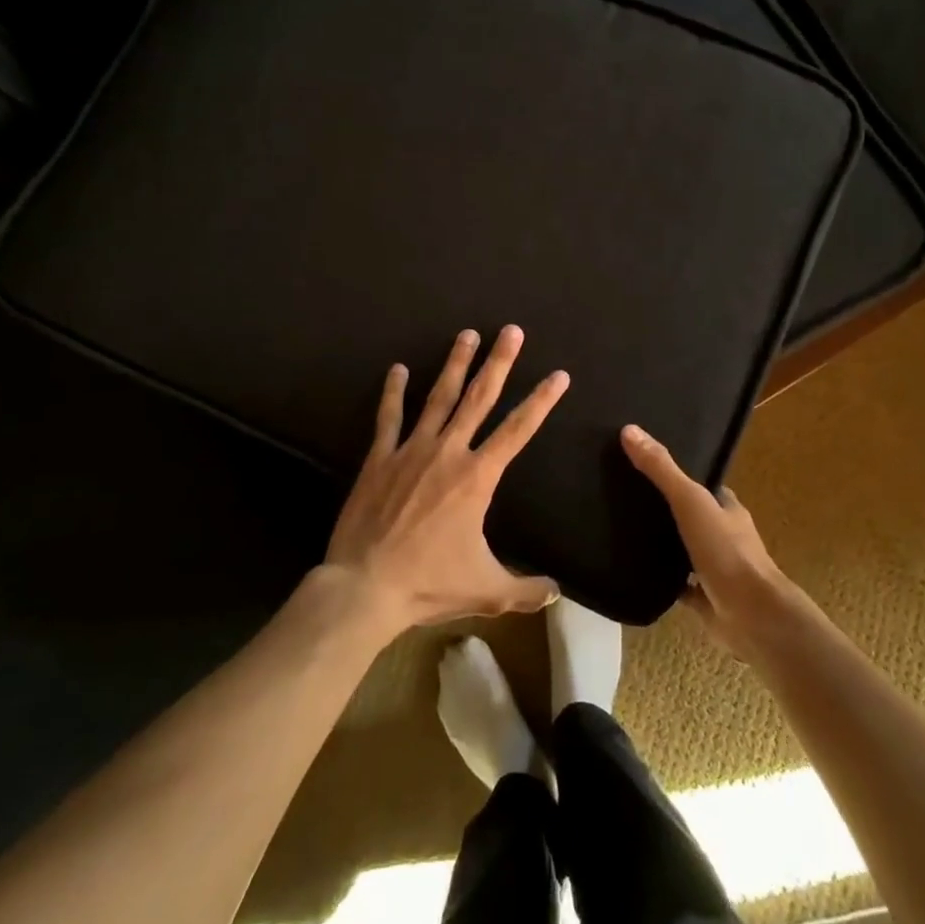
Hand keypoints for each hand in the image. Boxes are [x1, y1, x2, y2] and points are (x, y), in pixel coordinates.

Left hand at [325, 326, 567, 635]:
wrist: (366, 587)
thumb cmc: (430, 584)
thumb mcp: (487, 590)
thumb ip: (526, 590)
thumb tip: (557, 592)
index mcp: (477, 477)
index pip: (518, 430)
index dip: (541, 401)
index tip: (559, 375)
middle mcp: (448, 452)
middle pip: (480, 398)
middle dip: (499, 362)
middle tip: (511, 331)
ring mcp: (411, 450)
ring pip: (439, 397)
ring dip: (455, 364)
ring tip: (467, 334)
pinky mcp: (380, 459)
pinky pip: (389, 418)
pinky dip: (394, 392)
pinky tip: (399, 369)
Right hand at [621, 424, 798, 656]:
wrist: (752, 616)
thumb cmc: (726, 551)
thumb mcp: (690, 501)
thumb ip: (661, 469)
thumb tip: (629, 430)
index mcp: (727, 509)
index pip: (702, 485)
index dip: (678, 476)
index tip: (645, 465)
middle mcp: (724, 536)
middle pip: (692, 517)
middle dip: (666, 510)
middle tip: (626, 498)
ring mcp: (716, 570)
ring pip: (686, 552)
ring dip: (664, 545)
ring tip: (623, 532)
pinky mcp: (706, 601)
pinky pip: (680, 587)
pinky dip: (663, 582)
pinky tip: (636, 574)